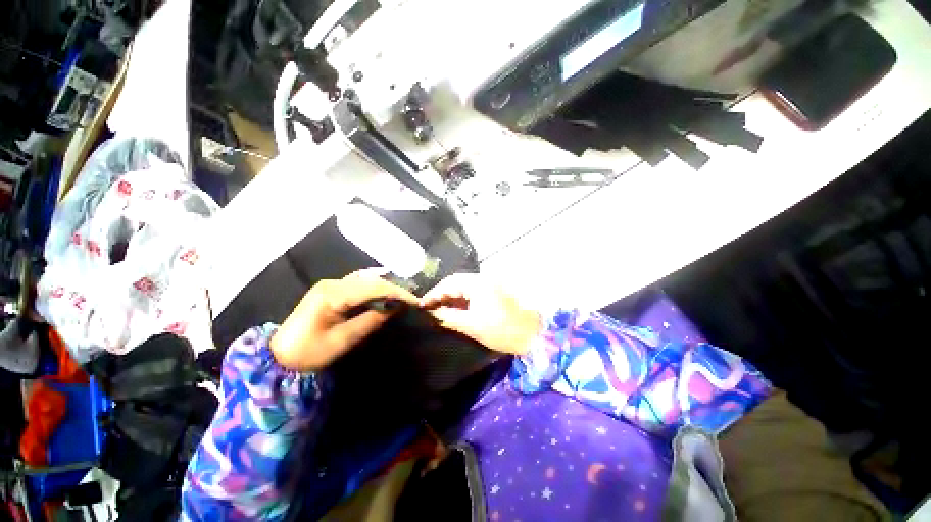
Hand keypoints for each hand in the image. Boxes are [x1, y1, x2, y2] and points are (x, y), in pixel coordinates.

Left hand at [270, 274, 417, 370]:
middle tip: (412, 299)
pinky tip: (384, 293)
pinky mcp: (331, 289)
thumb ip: (370, 321)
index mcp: (332, 294)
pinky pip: (359, 283)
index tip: (415, 300)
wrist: (278, 357)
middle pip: (371, 280)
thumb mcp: (342, 340)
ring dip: (386, 287)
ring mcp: (331, 284)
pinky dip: (375, 288)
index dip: (396, 292)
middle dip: (394, 288)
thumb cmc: (309, 352)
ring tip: (402, 297)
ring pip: (366, 280)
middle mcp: (332, 283)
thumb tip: (395, 308)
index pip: (373, 287)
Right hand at [420, 273, 540, 355]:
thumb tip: (433, 314)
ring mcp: (490, 285)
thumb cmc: (501, 329)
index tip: (422, 305)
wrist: (532, 334)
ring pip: (464, 288)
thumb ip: (449, 317)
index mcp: (478, 283)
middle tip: (429, 308)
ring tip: (439, 311)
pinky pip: (473, 293)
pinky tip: (455, 311)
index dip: (434, 293)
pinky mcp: (494, 293)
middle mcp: (483, 279)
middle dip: (442, 295)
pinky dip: (462, 301)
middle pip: (456, 283)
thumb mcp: (472, 325)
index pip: (450, 283)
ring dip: (451, 298)